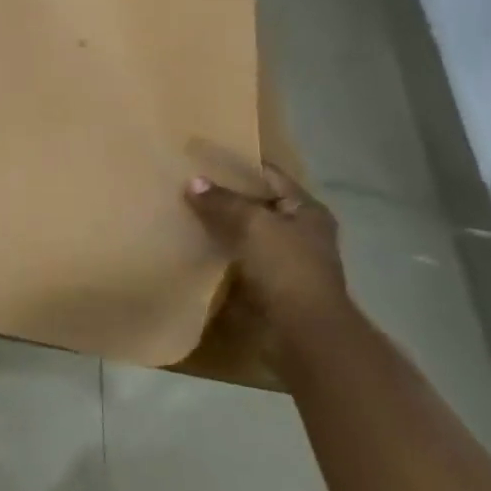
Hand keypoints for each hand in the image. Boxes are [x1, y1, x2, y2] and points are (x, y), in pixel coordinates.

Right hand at [185, 166, 354, 361]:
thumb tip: (193, 181)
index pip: (269, 175)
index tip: (203, 158)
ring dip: (220, 225)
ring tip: (183, 211)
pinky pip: (239, 258)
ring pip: (246, 232)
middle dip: (225, 196)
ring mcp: (287, 260)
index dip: (238, 165)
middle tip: (186, 183)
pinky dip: (220, 251)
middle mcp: (301, 231)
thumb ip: (222, 201)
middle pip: (257, 204)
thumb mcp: (253, 224)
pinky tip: (194, 245)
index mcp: (307, 210)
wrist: (303, 332)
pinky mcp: (270, 285)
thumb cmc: (287, 267)